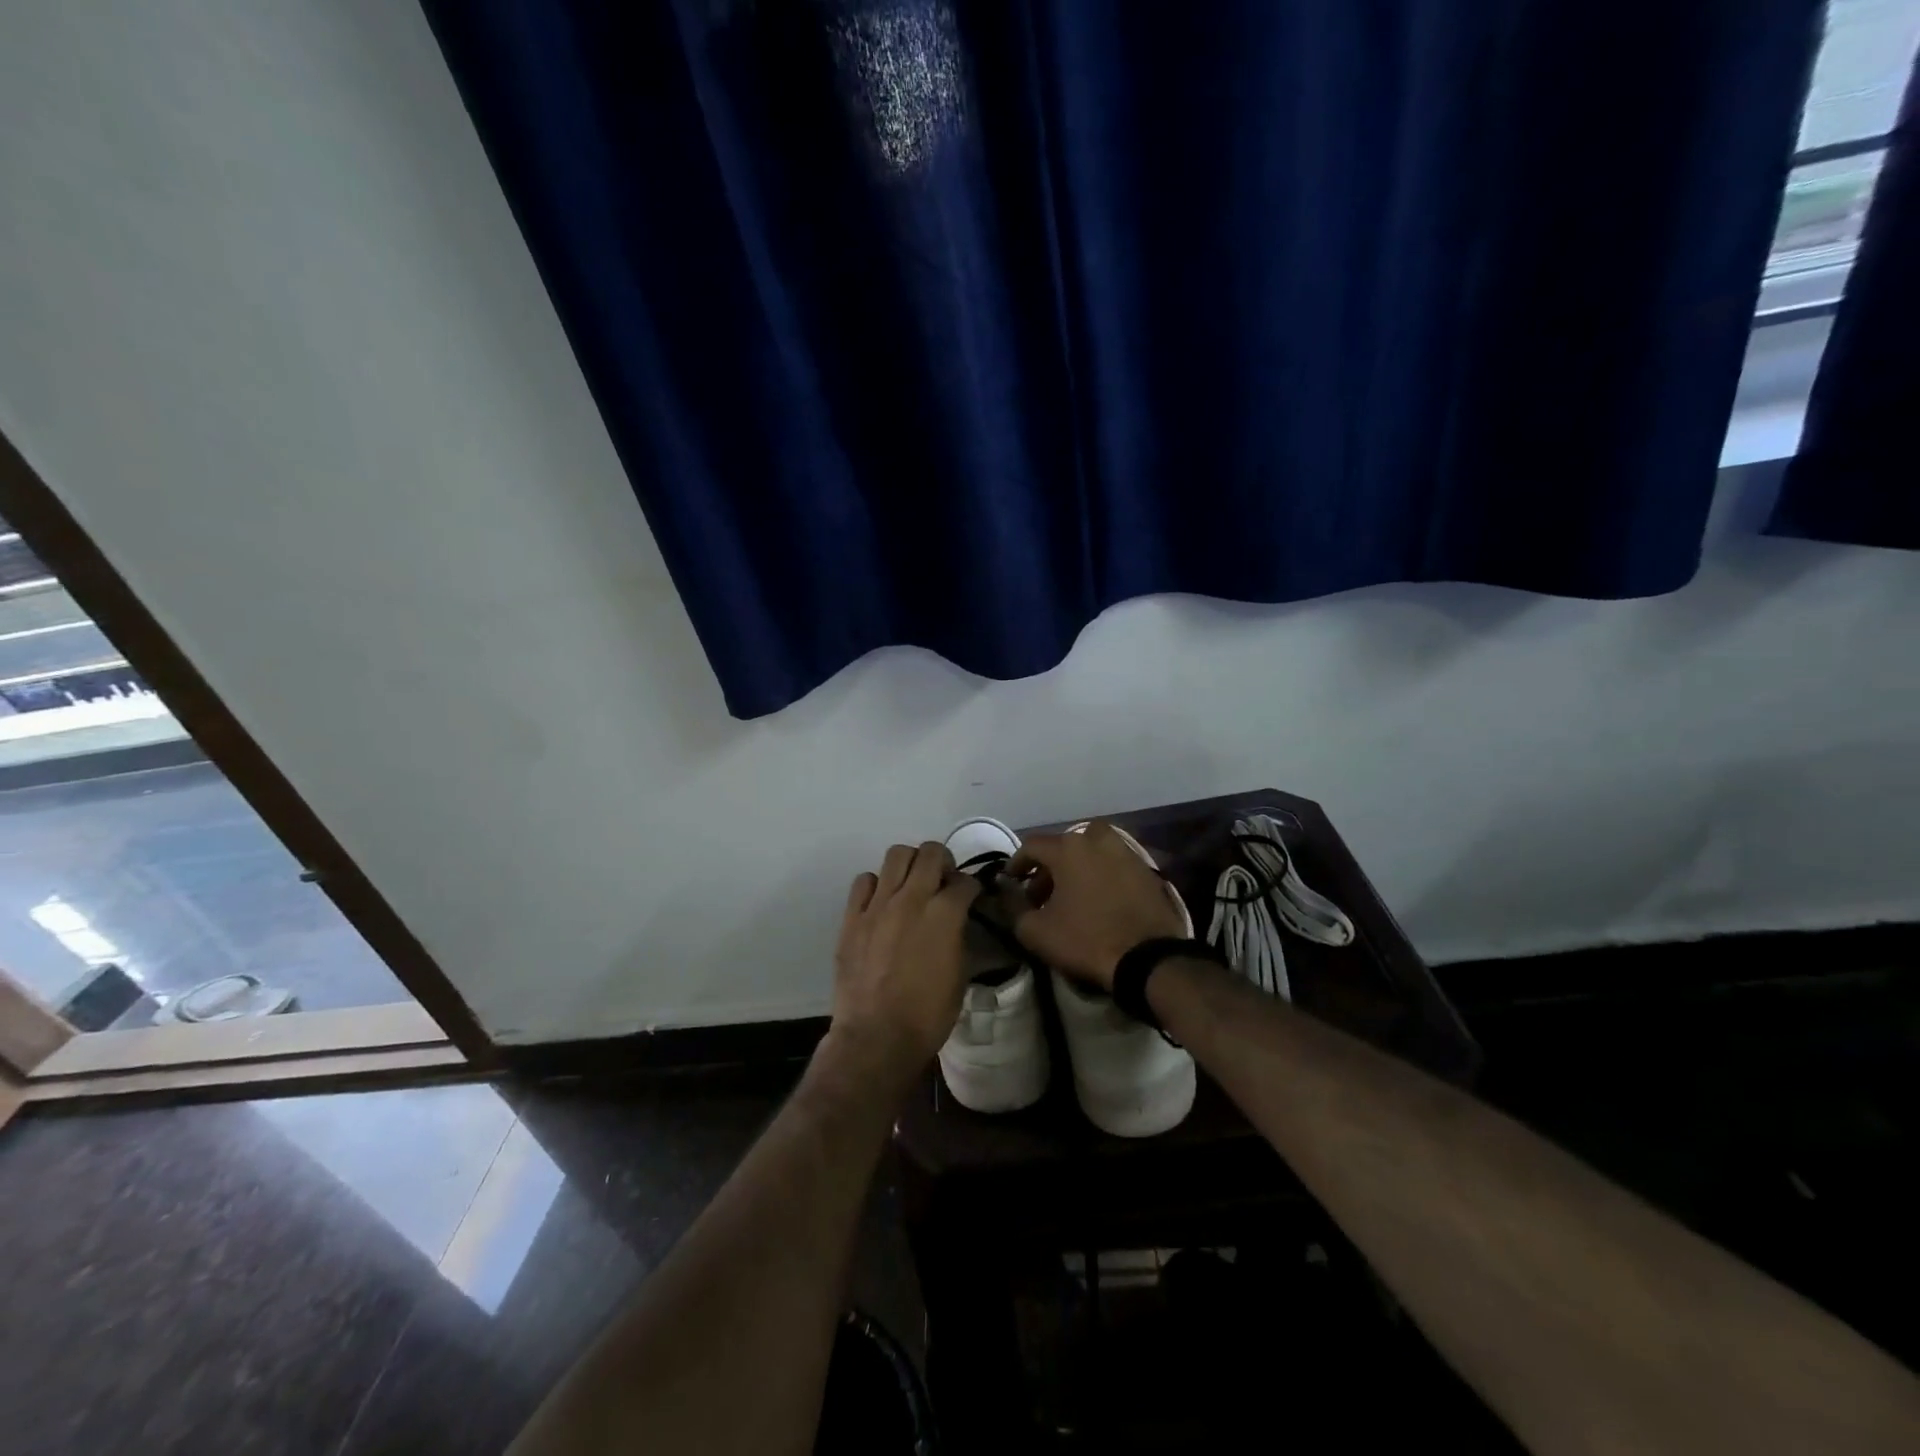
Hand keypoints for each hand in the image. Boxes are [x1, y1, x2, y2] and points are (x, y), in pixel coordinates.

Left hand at [829, 841, 979, 1084]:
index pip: (965, 881)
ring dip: (911, 864)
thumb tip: (958, 921)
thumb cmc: (928, 1014)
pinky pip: (864, 881)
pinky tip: (882, 903)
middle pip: (931, 852)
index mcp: (945, 914)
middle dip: (943, 861)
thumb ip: (960, 936)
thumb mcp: (961, 974)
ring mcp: (878, 905)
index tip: (970, 897)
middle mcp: (912, 898)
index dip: (971, 888)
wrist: (877, 1037)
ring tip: (912, 884)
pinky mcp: (852, 917)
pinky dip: (877, 885)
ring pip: (896, 854)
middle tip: (943, 881)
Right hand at [1006, 822, 1187, 990]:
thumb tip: (1008, 894)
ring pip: (1092, 851)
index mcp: (1069, 848)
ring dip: (1077, 867)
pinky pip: (1114, 864)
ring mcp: (1126, 852)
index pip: (1032, 846)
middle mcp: (1097, 840)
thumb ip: (1014, 908)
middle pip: (1064, 845)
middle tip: (1042, 893)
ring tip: (1072, 896)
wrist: (1148, 958)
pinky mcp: (1146, 870)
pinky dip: (1101, 875)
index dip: (1017, 863)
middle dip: (1049, 866)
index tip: (1011, 882)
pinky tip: (1099, 900)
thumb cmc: (1086, 939)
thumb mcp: (1036, 931)